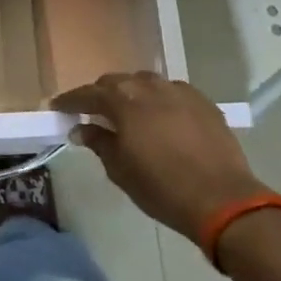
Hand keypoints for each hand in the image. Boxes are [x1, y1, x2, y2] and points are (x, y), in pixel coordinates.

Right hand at [51, 73, 263, 242]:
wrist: (222, 199)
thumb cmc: (162, 188)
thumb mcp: (121, 170)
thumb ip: (99, 143)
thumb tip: (81, 129)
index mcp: (124, 102)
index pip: (88, 94)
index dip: (70, 101)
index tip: (57, 107)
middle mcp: (150, 87)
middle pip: (117, 82)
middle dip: (101, 94)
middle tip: (92, 112)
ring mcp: (179, 91)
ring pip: (146, 82)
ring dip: (131, 93)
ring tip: (127, 112)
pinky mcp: (203, 101)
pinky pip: (171, 92)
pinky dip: (158, 100)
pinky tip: (160, 117)